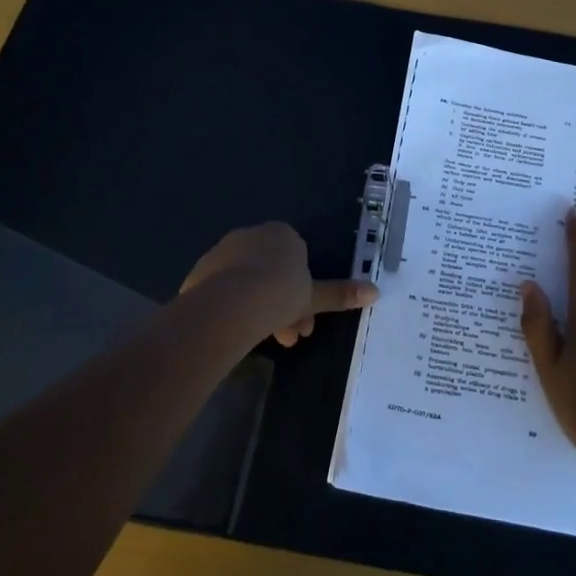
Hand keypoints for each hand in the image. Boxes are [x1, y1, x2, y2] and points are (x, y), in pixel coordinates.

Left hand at [181, 221, 376, 345]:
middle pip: (271, 272)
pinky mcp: (200, 271)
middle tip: (288, 337)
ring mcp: (223, 251)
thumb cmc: (279, 295)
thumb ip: (340, 293)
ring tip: (261, 341)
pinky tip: (235, 330)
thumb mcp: (313, 298)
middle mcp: (251, 235)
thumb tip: (375, 291)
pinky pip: (223, 290)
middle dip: (281, 305)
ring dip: (258, 307)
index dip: (303, 290)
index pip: (297, 259)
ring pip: (247, 281)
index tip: (305, 319)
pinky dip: (232, 307)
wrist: (228, 305)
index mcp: (282, 235)